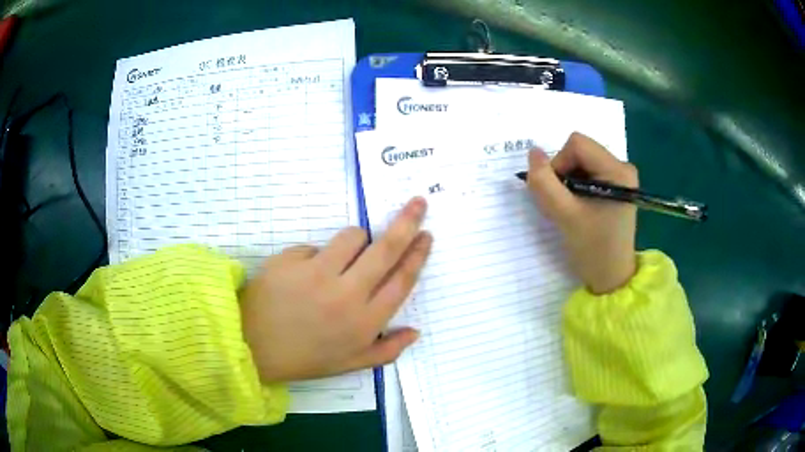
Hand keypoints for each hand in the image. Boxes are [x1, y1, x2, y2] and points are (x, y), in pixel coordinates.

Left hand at [240, 197, 431, 382]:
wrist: (251, 348)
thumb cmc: (303, 358)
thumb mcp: (349, 364)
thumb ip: (387, 351)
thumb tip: (416, 331)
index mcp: (364, 323)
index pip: (401, 281)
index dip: (417, 255)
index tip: (426, 235)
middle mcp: (345, 296)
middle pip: (386, 250)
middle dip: (407, 223)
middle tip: (418, 203)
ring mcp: (315, 275)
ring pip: (351, 236)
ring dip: (355, 240)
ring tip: (344, 256)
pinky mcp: (289, 261)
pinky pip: (314, 246)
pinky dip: (315, 256)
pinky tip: (303, 276)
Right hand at [527, 132, 637, 293]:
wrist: (611, 277)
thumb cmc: (592, 249)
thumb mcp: (564, 216)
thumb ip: (544, 183)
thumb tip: (533, 152)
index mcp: (617, 170)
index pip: (577, 144)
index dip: (558, 163)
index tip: (558, 193)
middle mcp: (622, 166)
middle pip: (579, 150)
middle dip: (563, 173)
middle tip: (563, 204)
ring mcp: (620, 175)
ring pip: (581, 161)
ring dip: (568, 181)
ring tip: (571, 208)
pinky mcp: (616, 185)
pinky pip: (587, 171)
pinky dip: (576, 186)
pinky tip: (578, 207)